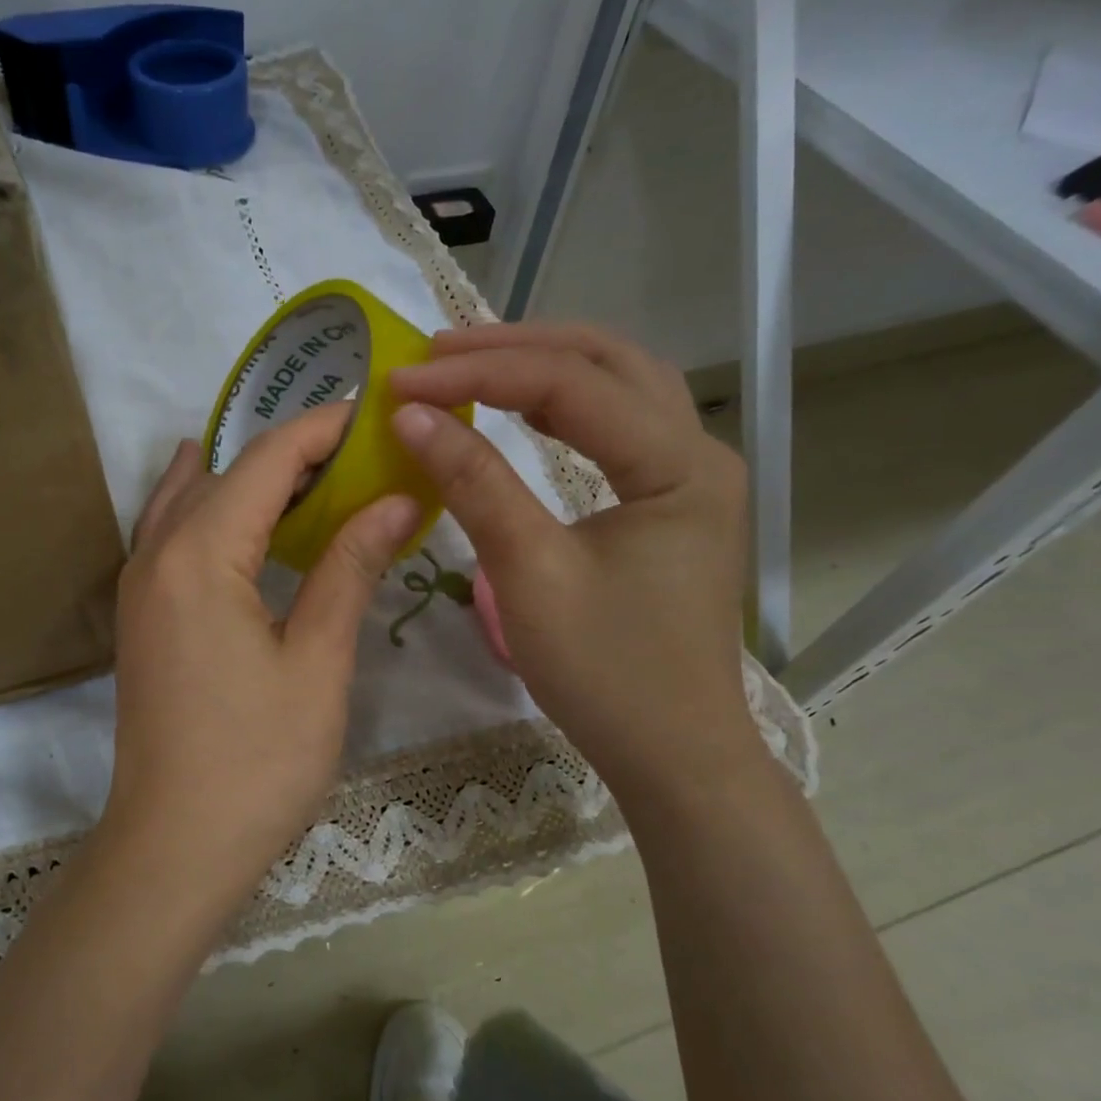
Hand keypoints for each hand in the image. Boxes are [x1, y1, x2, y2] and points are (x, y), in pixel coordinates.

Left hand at [99, 403, 422, 927]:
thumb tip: (397, 501)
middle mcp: (156, 553)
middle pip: (224, 470)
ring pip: (191, 498)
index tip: (373, 413)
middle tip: (360, 451)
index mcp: (200, 554)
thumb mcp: (317, 662)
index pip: (265, 460)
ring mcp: (140, 585)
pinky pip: (175, 534)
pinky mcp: (142, 616)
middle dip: (290, 450)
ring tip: (315, 477)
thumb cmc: (257, 761)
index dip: (321, 429)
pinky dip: (216, 510)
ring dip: (249, 477)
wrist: (174, 846)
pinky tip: (250, 521)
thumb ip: (349, 569)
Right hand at [388, 322, 756, 784]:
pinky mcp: (670, 503)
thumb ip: (474, 485)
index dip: (480, 374)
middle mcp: (697, 452)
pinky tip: (522, 407)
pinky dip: (563, 405)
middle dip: (517, 346)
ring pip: (617, 387)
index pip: (570, 386)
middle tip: (436, 352)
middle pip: (607, 362)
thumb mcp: (530, 574)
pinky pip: (616, 427)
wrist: (673, 753)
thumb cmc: (606, 673)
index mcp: (678, 465)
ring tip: (469, 364)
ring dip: (543, 365)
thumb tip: (410, 416)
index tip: (403, 381)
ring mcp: (689, 477)